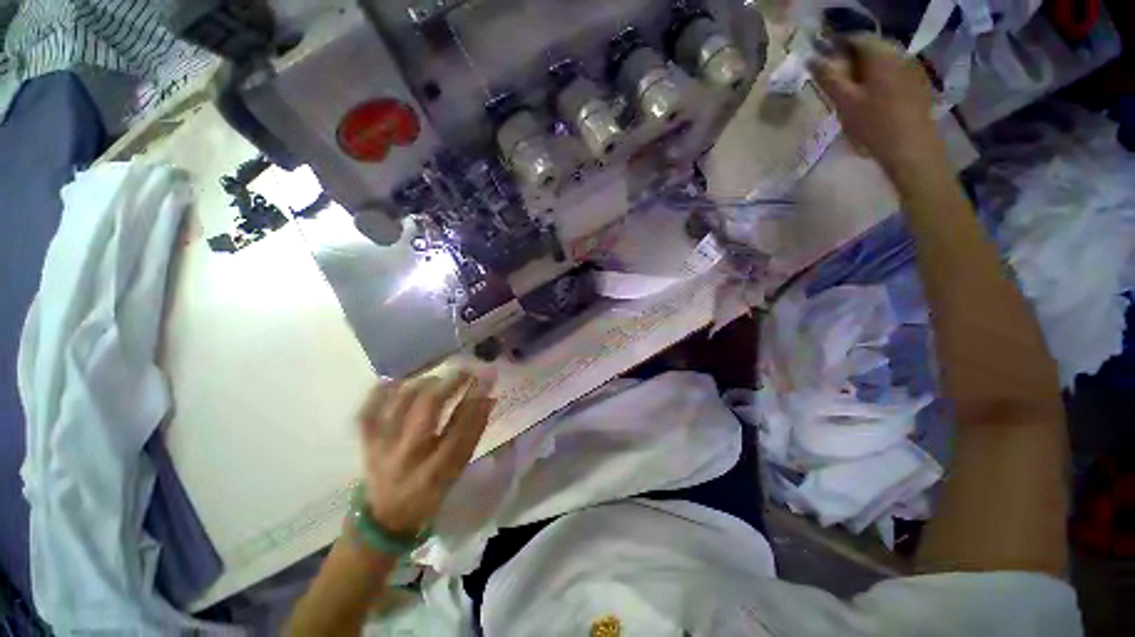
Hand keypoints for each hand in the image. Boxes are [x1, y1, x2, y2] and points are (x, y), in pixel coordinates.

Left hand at [356, 370, 494, 535]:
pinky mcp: (366, 444)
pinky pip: (367, 412)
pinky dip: (379, 392)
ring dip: (423, 383)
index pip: (461, 427)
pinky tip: (395, 381)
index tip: (487, 377)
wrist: (385, 519)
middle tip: (465, 371)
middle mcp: (408, 457)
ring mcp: (382, 448)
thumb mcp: (457, 471)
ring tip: (438, 379)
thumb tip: (487, 398)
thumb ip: (472, 434)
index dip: (476, 399)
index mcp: (436, 470)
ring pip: (400, 402)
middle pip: (428, 408)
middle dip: (450, 383)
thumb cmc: (430, 494)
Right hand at [808, 35, 945, 174]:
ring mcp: (912, 69)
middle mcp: (899, 54)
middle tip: (835, 82)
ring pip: (882, 62)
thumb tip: (811, 59)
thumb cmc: (874, 125)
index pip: (855, 38)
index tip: (823, 64)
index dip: (836, 48)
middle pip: (870, 49)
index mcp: (881, 55)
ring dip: (865, 72)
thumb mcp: (845, 102)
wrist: (911, 148)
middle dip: (851, 61)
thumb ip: (828, 78)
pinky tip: (872, 99)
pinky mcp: (918, 84)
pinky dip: (879, 80)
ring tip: (852, 93)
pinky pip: (894, 73)